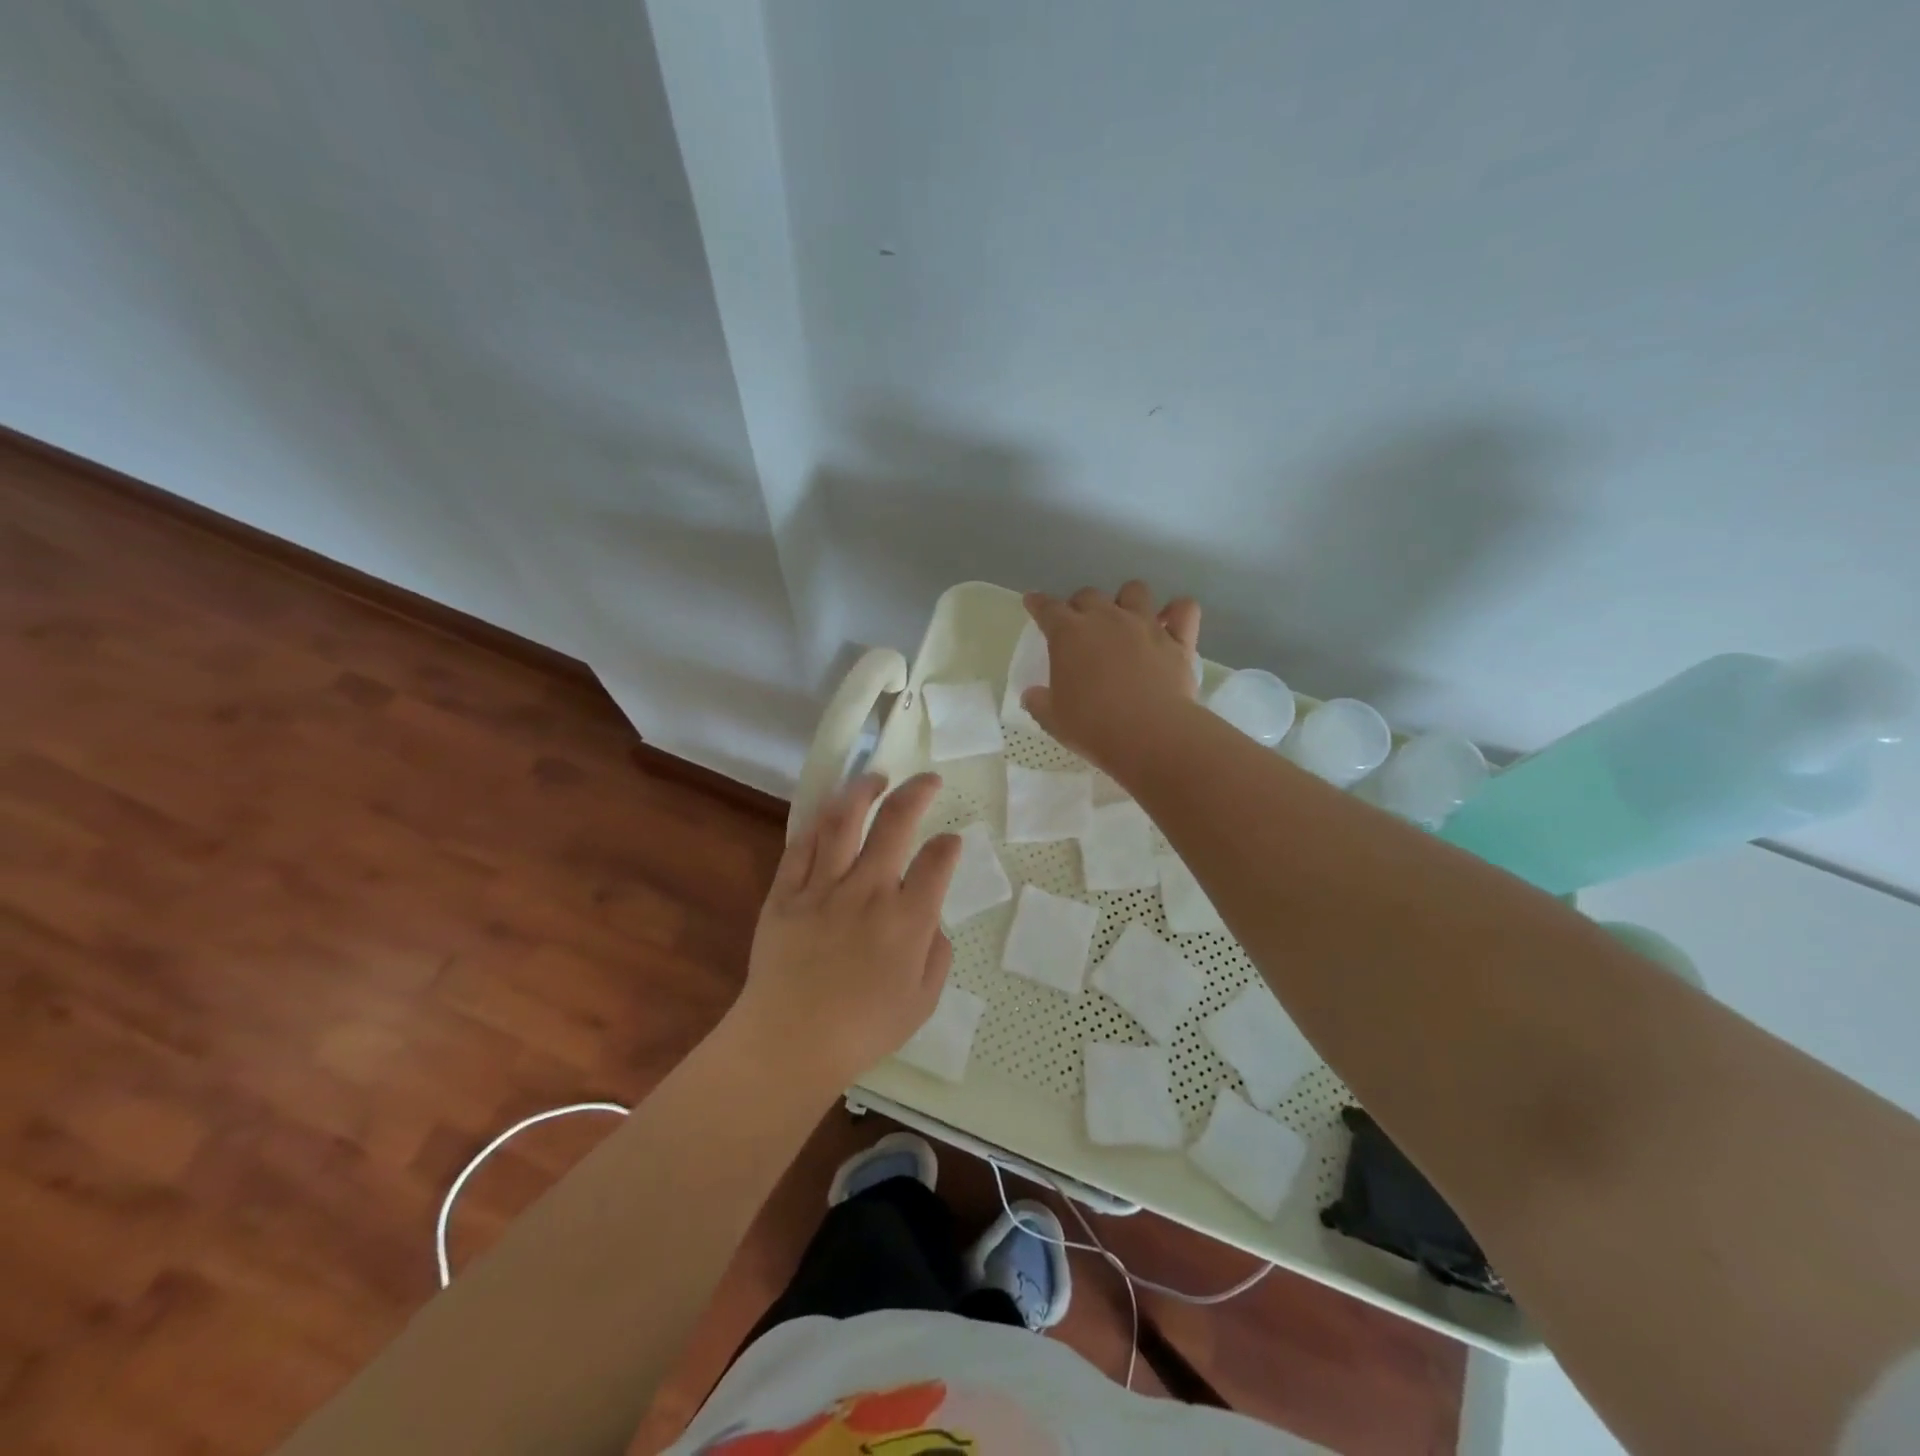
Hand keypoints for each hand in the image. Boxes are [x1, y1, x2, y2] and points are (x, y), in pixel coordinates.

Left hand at [728, 772, 960, 1089]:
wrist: (789, 1043)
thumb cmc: (863, 1030)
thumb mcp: (922, 1002)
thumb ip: (938, 955)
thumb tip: (932, 921)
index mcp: (907, 919)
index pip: (937, 862)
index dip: (949, 845)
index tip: (951, 841)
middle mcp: (868, 891)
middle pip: (895, 823)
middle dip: (916, 793)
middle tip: (926, 780)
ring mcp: (823, 888)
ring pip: (843, 821)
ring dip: (862, 791)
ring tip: (874, 778)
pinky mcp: (785, 893)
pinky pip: (801, 846)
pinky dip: (817, 823)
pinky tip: (829, 812)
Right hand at [1022, 581, 1201, 777]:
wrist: (1150, 735)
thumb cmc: (1092, 727)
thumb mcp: (1053, 719)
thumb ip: (1039, 702)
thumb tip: (1032, 694)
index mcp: (1069, 634)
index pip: (1047, 608)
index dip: (1038, 603)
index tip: (1033, 602)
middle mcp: (1107, 618)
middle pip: (1089, 595)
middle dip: (1080, 605)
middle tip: (1079, 626)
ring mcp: (1145, 625)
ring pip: (1135, 590)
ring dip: (1126, 600)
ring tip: (1124, 618)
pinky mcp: (1178, 641)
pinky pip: (1184, 609)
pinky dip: (1177, 611)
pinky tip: (1171, 622)